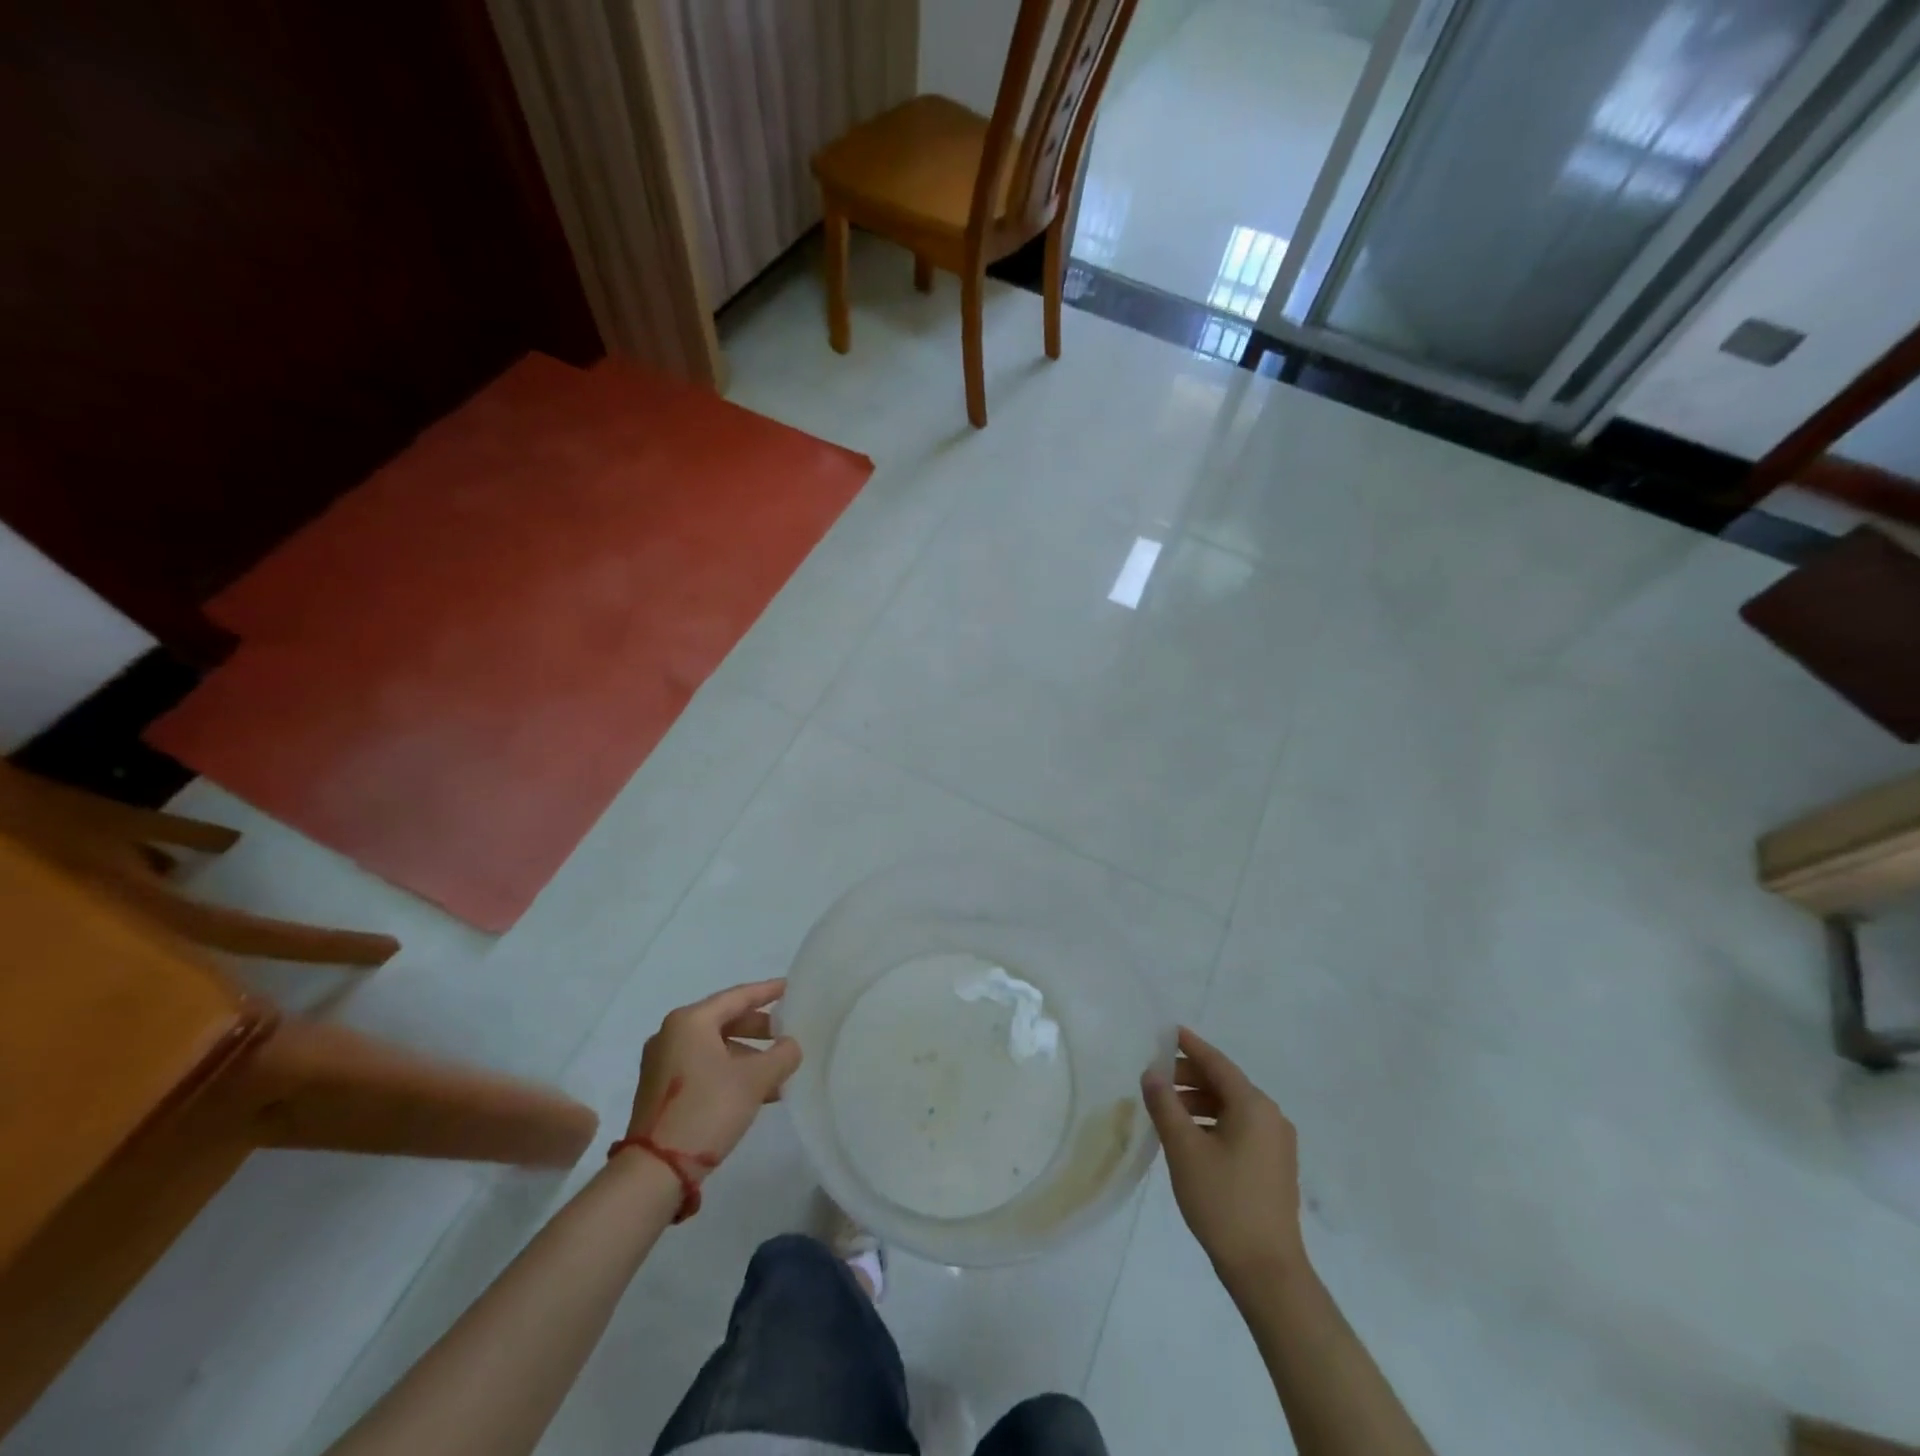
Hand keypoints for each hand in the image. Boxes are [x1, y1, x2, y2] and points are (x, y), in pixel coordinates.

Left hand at [628, 979, 800, 1173]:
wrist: (655, 1170)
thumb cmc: (707, 1110)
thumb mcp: (754, 1080)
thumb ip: (781, 1055)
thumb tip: (791, 1046)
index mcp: (690, 1021)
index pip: (737, 997)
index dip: (767, 992)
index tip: (790, 988)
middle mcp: (671, 1035)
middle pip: (724, 1021)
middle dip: (758, 1029)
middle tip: (786, 1035)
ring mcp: (662, 1063)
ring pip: (715, 1047)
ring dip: (747, 1056)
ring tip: (777, 1073)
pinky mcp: (660, 1090)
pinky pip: (703, 1067)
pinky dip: (729, 1072)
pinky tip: (755, 1092)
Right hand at [1142, 1026, 1306, 1290]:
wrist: (1267, 1271)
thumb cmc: (1223, 1202)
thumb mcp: (1184, 1149)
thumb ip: (1165, 1105)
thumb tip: (1152, 1074)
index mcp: (1253, 1106)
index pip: (1216, 1063)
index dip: (1190, 1046)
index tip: (1168, 1032)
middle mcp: (1270, 1117)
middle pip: (1225, 1083)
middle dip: (1190, 1077)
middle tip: (1156, 1079)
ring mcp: (1276, 1143)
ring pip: (1232, 1107)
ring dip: (1199, 1102)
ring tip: (1167, 1111)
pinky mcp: (1274, 1166)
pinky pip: (1240, 1128)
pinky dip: (1213, 1122)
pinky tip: (1190, 1138)